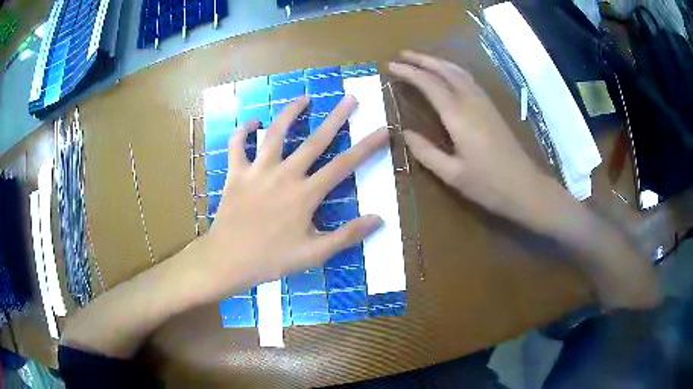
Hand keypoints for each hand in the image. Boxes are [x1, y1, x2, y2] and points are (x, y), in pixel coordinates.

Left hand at [192, 95, 385, 299]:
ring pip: (275, 133)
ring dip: (290, 113)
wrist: (228, 260)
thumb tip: (379, 219)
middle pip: (315, 141)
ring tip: (304, 98)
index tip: (383, 129)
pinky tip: (251, 122)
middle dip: (336, 118)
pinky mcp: (236, 173)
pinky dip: (242, 132)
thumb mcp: (314, 254)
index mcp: (305, 194)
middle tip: (350, 98)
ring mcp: (258, 171)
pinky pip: (237, 146)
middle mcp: (284, 174)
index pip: (344, 165)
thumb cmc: (272, 259)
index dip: (367, 146)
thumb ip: (347, 235)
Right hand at [390, 51, 561, 229]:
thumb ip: (426, 153)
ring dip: (438, 62)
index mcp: (458, 116)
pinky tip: (448, 74)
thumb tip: (404, 133)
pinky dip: (453, 70)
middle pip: (445, 70)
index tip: (391, 66)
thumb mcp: (452, 175)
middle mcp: (471, 102)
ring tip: (421, 59)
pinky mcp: (491, 108)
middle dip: (422, 59)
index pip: (429, 84)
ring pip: (459, 72)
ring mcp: (484, 103)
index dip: (409, 72)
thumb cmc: (488, 184)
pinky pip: (469, 80)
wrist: (525, 187)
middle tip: (402, 54)